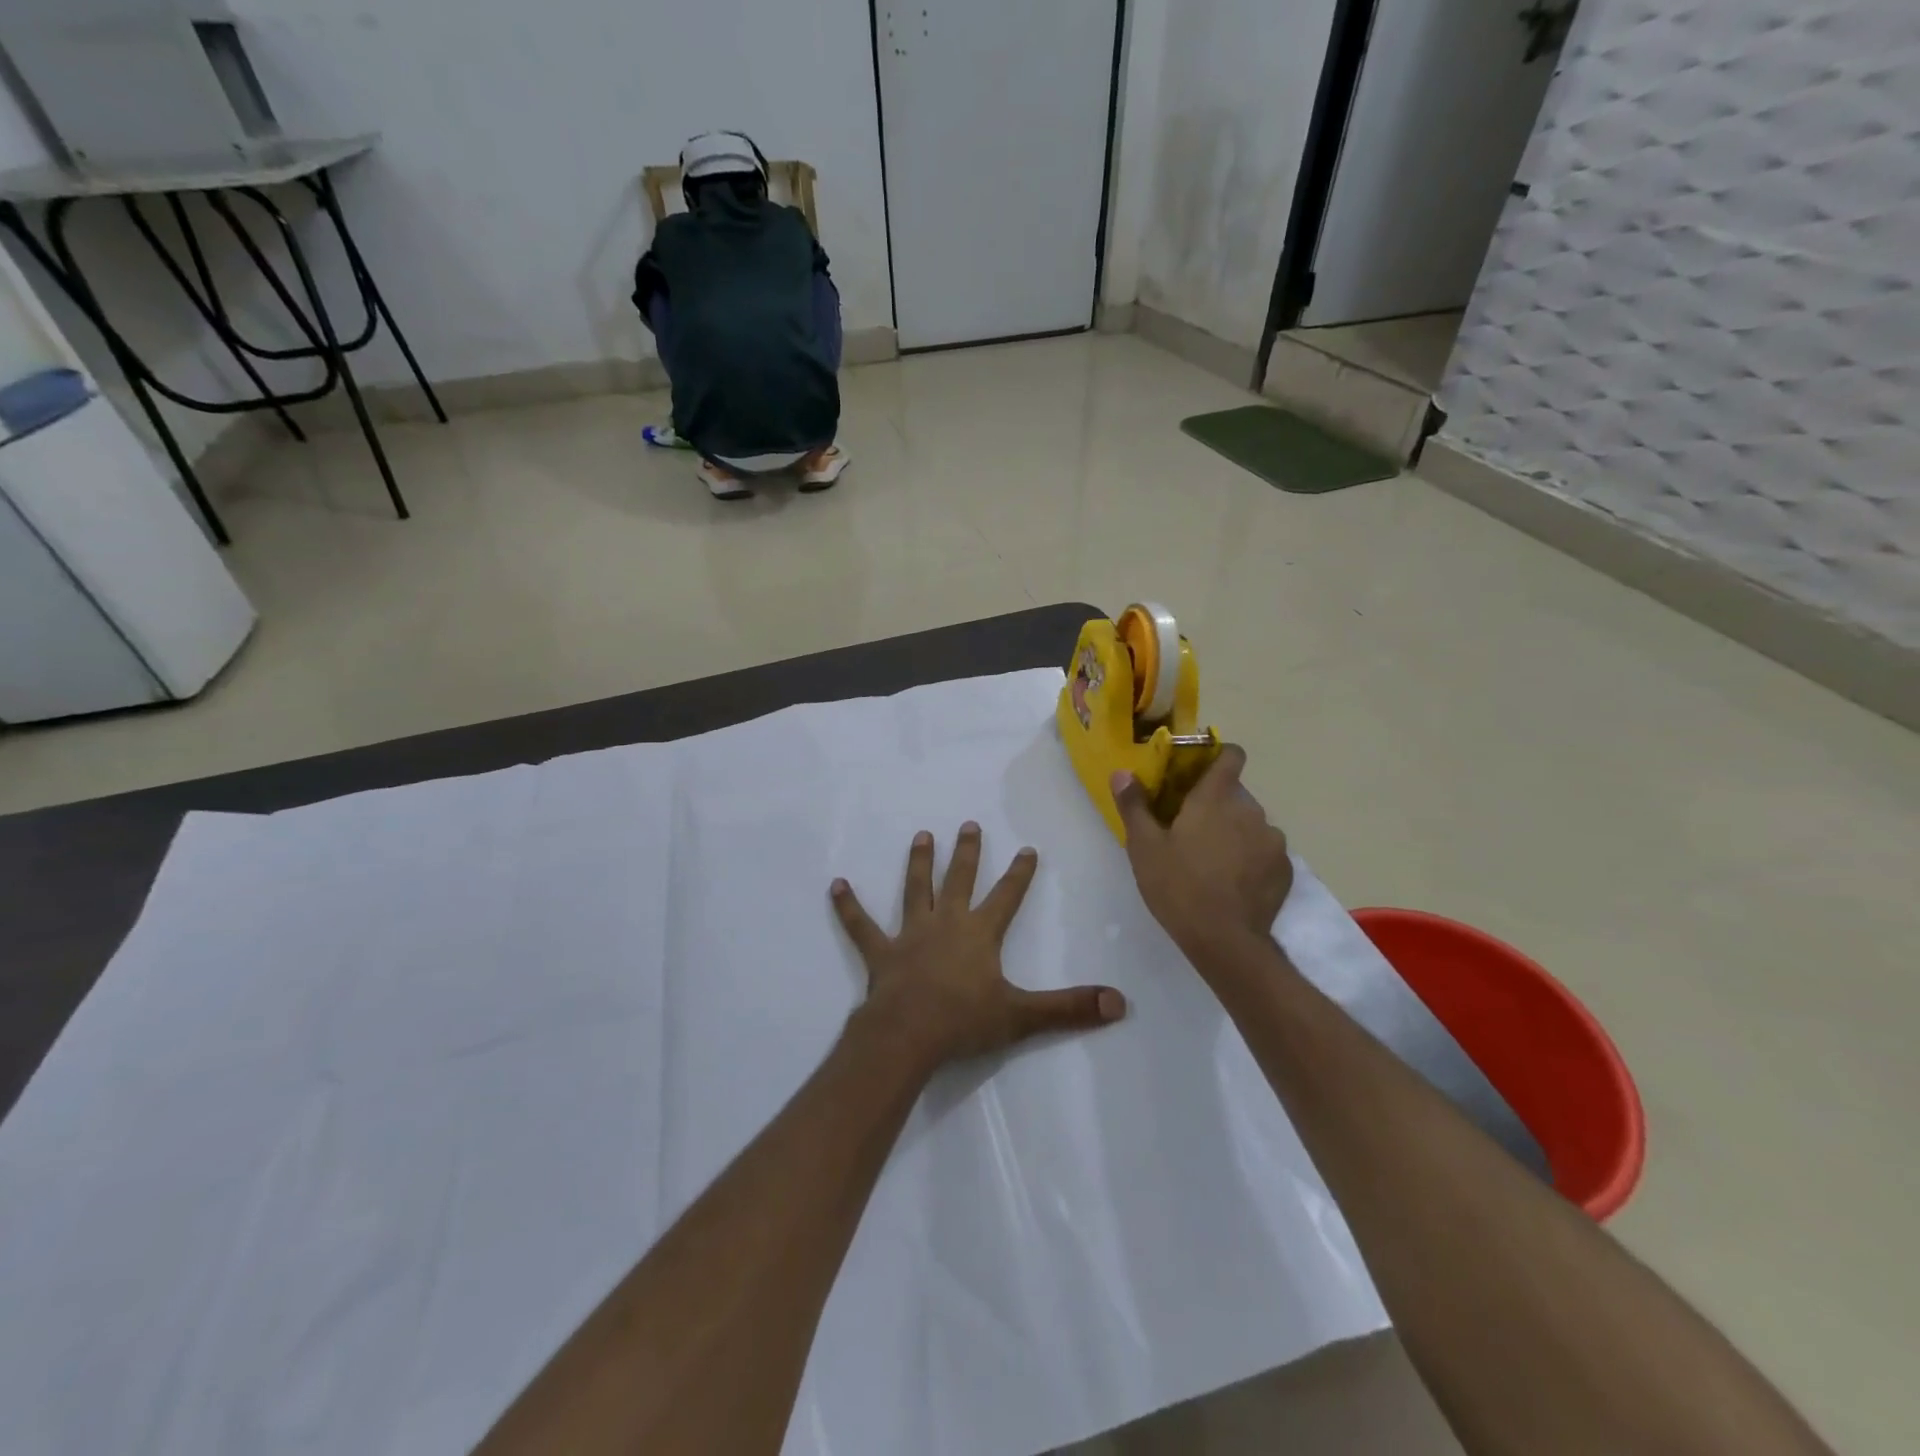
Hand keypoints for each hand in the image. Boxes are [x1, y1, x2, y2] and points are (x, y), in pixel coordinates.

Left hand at [831, 823, 1126, 1066]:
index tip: (1026, 848)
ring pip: (915, 891)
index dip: (1018, 873)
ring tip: (921, 835)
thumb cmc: (965, 1022)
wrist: (908, 1035)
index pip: (1006, 897)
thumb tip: (1120, 1003)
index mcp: (980, 934)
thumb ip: (1069, 1008)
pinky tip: (836, 885)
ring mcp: (910, 935)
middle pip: (959, 881)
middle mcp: (946, 924)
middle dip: (966, 853)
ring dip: (918, 863)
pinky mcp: (881, 952)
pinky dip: (848, 906)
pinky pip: (861, 926)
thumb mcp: (1023, 1016)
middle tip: (968, 825)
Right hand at [1110, 745, 1293, 962]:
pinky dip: (1252, 860)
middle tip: (1192, 832)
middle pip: (1235, 796)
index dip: (1220, 756)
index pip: (1231, 756)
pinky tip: (1234, 883)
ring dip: (1236, 834)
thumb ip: (1134, 806)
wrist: (1225, 941)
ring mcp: (1273, 841)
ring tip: (1214, 862)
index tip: (1202, 770)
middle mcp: (1250, 811)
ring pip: (1252, 825)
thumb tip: (1122, 773)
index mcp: (1215, 799)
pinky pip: (1266, 853)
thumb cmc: (1178, 887)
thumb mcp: (1144, 847)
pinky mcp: (1285, 870)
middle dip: (1217, 807)